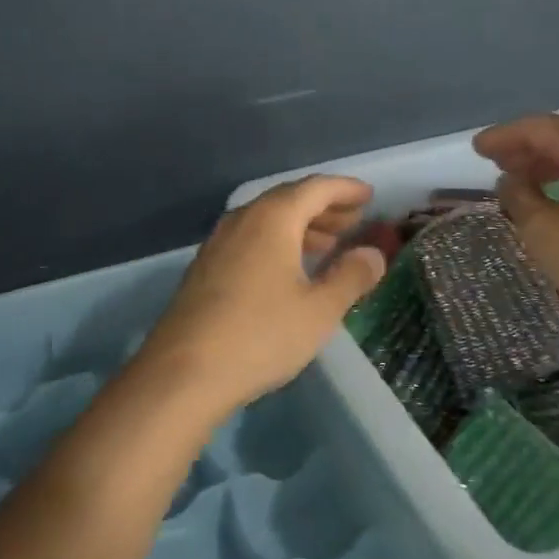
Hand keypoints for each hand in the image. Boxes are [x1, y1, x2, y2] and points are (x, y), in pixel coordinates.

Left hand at [137, 176, 386, 417]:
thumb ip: (351, 276)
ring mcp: (219, 241)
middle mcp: (243, 218)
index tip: (369, 196)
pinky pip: (250, 238)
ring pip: (267, 219)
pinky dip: (278, 241)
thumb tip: (373, 253)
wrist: (185, 370)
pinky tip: (290, 269)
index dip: (345, 189)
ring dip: (301, 226)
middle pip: (289, 199)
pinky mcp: (206, 265)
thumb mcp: (319, 310)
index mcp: (273, 217)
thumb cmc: (261, 334)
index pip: (316, 188)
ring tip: (329, 244)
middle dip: (324, 207)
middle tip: (354, 221)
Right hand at [474, 112, 558, 338]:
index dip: (504, 136)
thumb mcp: (543, 231)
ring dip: (549, 161)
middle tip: (496, 160)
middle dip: (527, 144)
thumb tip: (511, 181)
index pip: (539, 128)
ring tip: (521, 180)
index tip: (477, 148)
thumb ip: (519, 197)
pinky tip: (557, 197)